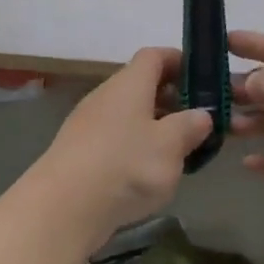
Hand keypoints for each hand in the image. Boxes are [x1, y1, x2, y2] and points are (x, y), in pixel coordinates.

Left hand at [33, 47, 213, 254]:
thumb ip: (190, 127)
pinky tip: (147, 174)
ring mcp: (89, 123)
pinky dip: (135, 147)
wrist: (61, 208)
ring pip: (129, 114)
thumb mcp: (169, 146)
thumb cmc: (124, 166)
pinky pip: (115, 138)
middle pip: (142, 84)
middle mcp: (107, 95)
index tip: (202, 78)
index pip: (154, 56)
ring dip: (154, 126)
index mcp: (130, 83)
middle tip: (197, 121)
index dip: (179, 61)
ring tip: (178, 151)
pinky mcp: (79, 152)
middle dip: (171, 99)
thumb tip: (202, 114)